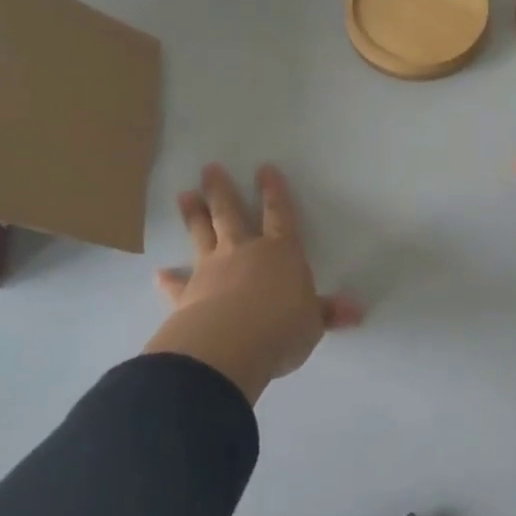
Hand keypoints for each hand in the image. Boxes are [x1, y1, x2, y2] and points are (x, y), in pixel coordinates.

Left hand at [143, 164, 362, 403]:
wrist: (228, 346)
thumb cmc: (281, 328)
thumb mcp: (312, 323)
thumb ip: (327, 313)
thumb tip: (356, 311)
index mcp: (280, 252)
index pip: (279, 215)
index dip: (274, 192)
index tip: (264, 168)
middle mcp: (244, 252)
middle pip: (231, 214)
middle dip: (221, 190)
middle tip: (209, 168)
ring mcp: (211, 270)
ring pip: (201, 235)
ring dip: (193, 215)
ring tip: (184, 194)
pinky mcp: (186, 295)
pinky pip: (177, 284)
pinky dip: (168, 279)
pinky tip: (159, 273)